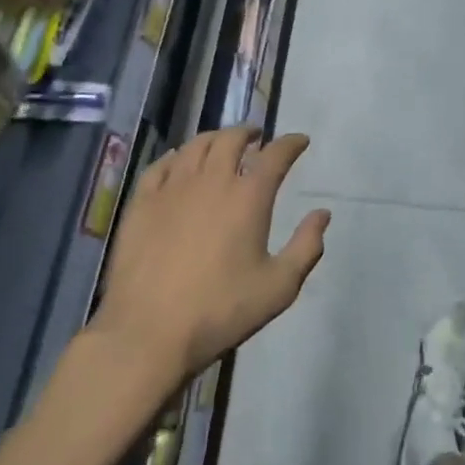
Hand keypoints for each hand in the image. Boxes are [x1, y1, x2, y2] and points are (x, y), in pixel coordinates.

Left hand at [91, 127, 329, 380]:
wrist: (149, 332)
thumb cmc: (220, 311)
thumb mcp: (279, 288)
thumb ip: (306, 247)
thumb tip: (322, 214)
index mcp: (249, 197)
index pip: (275, 155)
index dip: (291, 143)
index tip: (300, 141)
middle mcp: (212, 180)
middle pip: (231, 139)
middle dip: (249, 132)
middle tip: (256, 137)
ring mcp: (173, 188)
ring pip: (196, 145)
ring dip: (215, 138)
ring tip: (222, 143)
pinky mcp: (142, 202)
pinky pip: (161, 165)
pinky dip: (177, 155)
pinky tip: (179, 160)